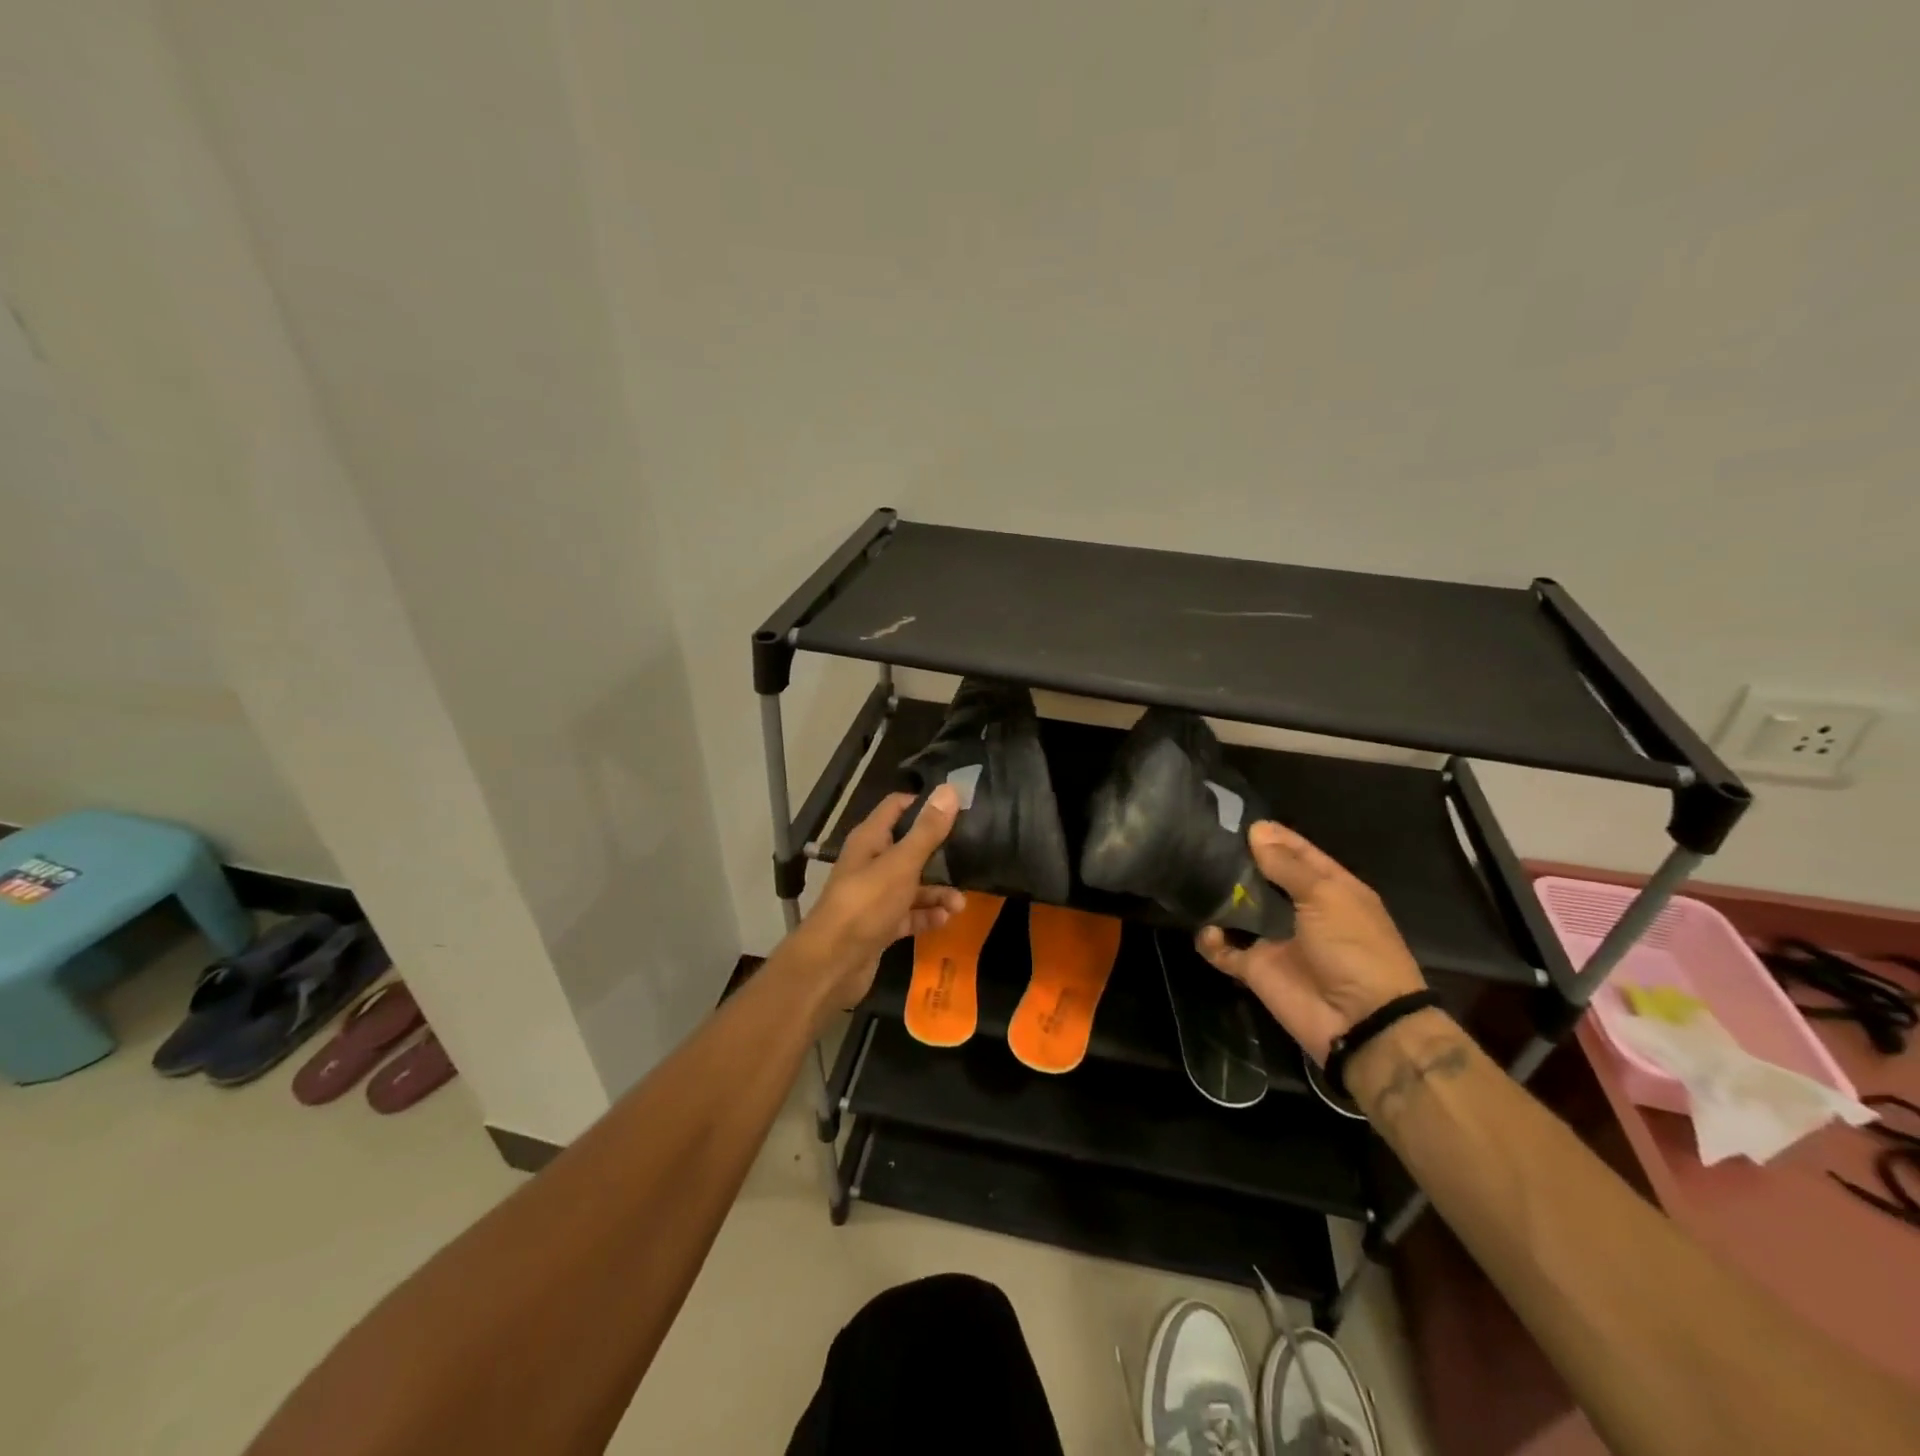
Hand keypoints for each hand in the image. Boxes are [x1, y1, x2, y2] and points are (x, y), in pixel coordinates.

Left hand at [793, 786, 965, 1010]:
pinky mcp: (881, 924)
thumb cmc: (866, 904)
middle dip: (939, 854)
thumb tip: (949, 789)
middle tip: (971, 855)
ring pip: (913, 885)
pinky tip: (945, 920)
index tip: (957, 809)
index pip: (896, 808)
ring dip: (937, 892)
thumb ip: (927, 830)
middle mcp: (871, 863)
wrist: (833, 964)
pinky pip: (909, 913)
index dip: (924, 804)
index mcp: (870, 840)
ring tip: (960, 904)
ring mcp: (875, 896)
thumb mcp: (902, 864)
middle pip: (909, 848)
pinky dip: (926, 915)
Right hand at [1196, 821, 1426, 1064]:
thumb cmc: (1354, 948)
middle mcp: (1300, 909)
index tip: (1234, 817)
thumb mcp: (1326, 897)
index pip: (1297, 852)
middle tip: (1201, 841)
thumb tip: (1256, 831)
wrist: (1360, 1021)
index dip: (1271, 835)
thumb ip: (1287, 866)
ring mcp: (1275, 939)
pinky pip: (1224, 949)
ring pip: (1239, 909)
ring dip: (1220, 896)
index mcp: (1329, 888)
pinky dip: (1211, 940)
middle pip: (1263, 877)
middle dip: (1237, 861)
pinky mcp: (1255, 968)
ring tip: (1193, 876)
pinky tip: (1207, 929)